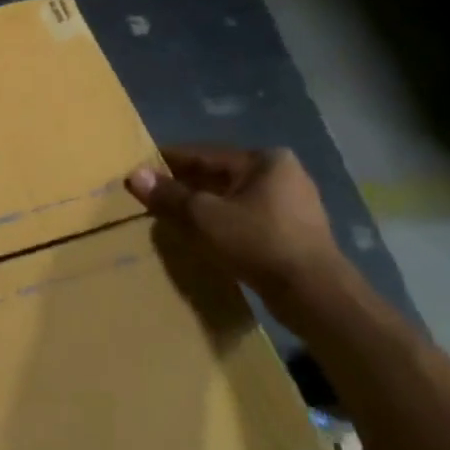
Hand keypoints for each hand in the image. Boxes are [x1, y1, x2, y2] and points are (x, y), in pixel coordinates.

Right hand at [126, 146, 342, 294]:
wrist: (314, 294)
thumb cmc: (258, 242)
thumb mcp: (203, 216)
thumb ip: (169, 195)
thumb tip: (134, 175)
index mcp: (265, 160)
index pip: (204, 154)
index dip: (169, 162)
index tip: (142, 168)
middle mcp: (283, 174)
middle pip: (220, 175)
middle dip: (186, 185)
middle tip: (153, 195)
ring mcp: (293, 204)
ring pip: (233, 198)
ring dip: (204, 205)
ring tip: (173, 216)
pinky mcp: (295, 232)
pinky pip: (247, 218)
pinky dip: (223, 222)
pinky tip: (204, 234)